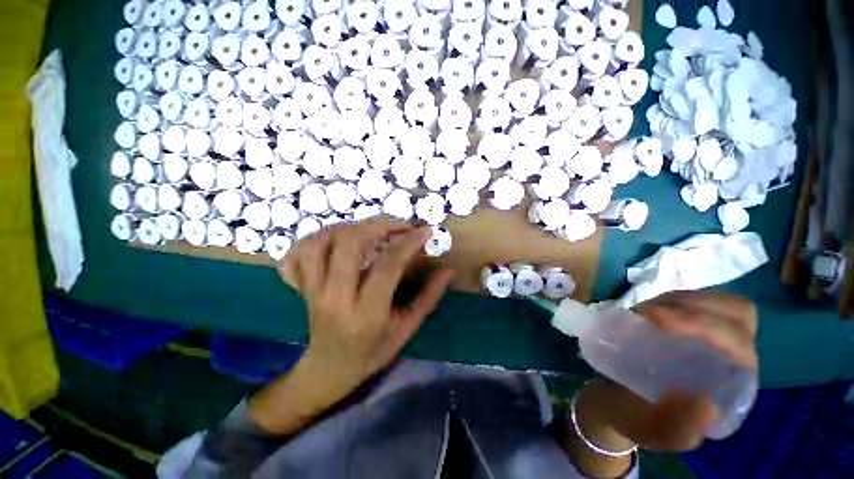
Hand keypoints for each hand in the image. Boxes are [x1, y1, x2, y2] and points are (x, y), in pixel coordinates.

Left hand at [275, 220, 452, 407]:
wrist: (328, 370)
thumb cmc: (373, 352)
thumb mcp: (406, 329)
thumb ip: (428, 298)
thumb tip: (447, 270)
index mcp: (366, 314)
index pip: (388, 266)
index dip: (408, 243)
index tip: (424, 231)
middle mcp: (335, 298)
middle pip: (349, 244)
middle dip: (378, 226)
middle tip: (399, 227)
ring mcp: (312, 291)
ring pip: (322, 241)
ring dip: (350, 228)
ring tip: (372, 230)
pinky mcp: (301, 287)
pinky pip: (299, 252)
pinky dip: (317, 238)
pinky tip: (338, 239)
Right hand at [565, 291, 757, 476]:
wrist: (618, 403)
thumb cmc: (639, 419)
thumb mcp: (656, 431)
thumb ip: (680, 426)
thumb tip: (707, 400)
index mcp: (733, 388)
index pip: (739, 346)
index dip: (704, 326)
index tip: (655, 320)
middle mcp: (732, 360)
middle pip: (738, 316)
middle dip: (696, 306)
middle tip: (649, 311)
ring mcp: (713, 340)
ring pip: (721, 303)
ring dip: (684, 299)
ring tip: (646, 309)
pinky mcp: (691, 328)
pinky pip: (697, 301)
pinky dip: (674, 298)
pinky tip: (650, 308)